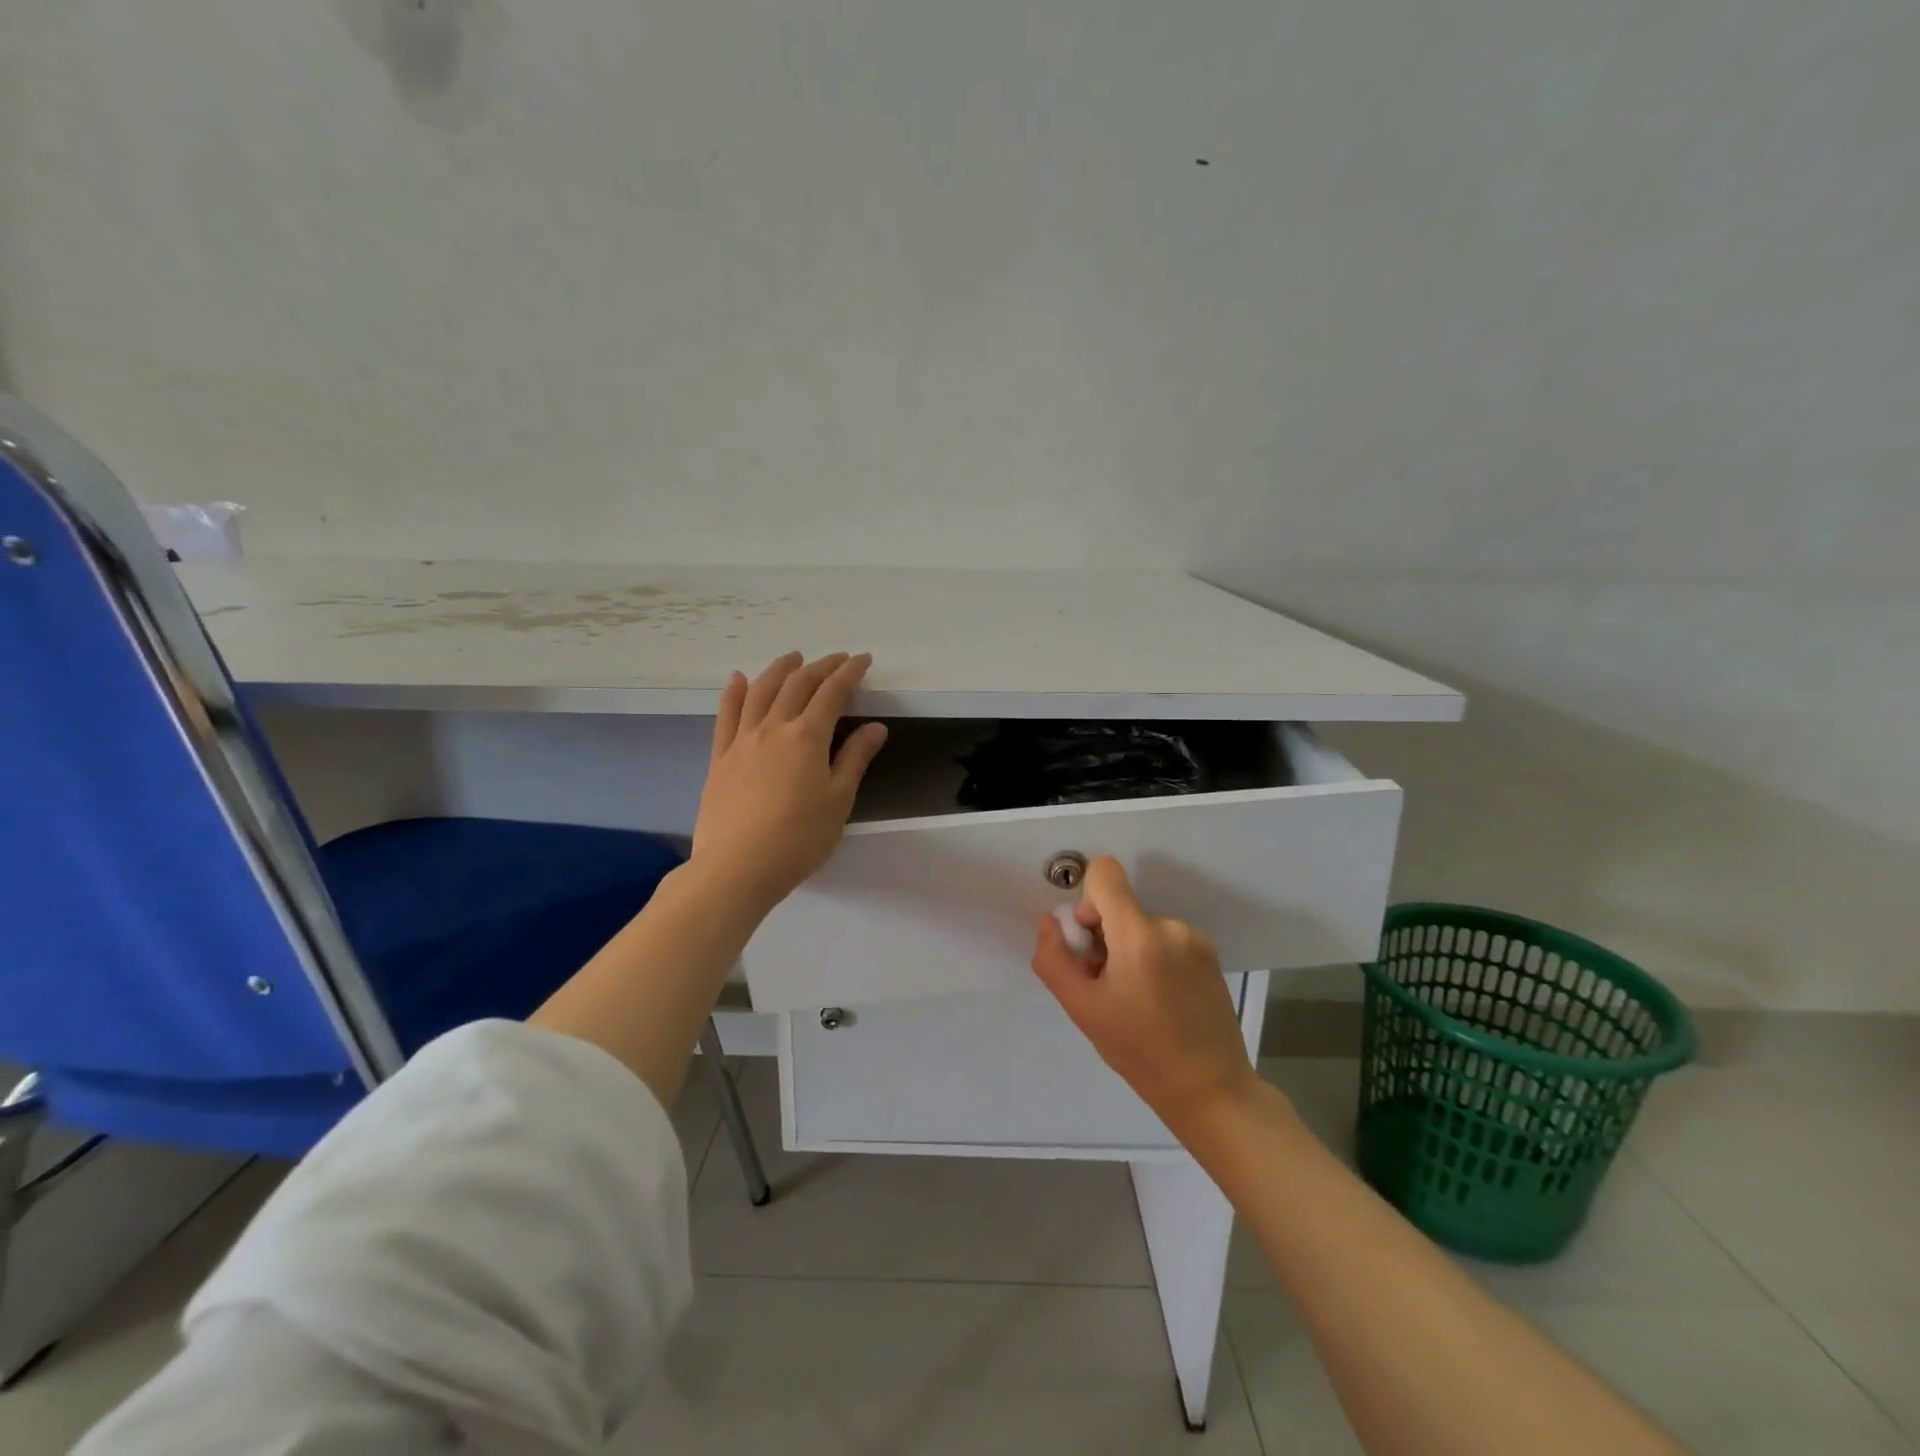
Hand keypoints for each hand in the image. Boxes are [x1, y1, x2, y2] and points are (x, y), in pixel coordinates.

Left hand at [691, 652, 887, 909]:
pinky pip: (726, 714)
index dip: (850, 672)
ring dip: (780, 669)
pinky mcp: (720, 757)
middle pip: (798, 684)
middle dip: (820, 666)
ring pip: (761, 690)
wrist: (737, 867)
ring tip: (793, 658)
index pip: (833, 693)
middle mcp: (774, 728)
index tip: (863, 660)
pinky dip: (734, 691)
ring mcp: (742, 740)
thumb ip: (855, 759)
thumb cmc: (799, 838)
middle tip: (837, 659)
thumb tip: (875, 727)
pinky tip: (738, 679)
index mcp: (808, 737)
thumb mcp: (838, 800)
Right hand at [1031, 856, 1258, 1131]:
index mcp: (1138, 934)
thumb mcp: (1082, 1009)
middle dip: (1103, 935)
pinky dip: (1153, 958)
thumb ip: (1054, 959)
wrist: (1210, 1089)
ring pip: (1141, 925)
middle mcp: (1170, 925)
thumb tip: (1049, 922)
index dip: (1086, 899)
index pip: (1105, 872)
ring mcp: (1195, 939)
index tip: (1088, 940)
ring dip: (1128, 950)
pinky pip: (1166, 939)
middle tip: (1105, 984)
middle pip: (1120, 906)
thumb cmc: (1138, 1051)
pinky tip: (1158, 1000)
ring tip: (1133, 999)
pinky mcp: (1210, 955)